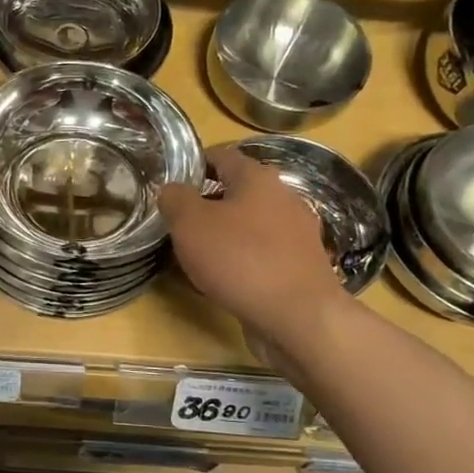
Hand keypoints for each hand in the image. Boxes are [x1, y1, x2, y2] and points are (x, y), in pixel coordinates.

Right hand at [159, 146, 347, 330]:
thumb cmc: (239, 259)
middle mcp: (284, 198)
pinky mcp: (302, 266)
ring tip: (198, 254)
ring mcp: (298, 234)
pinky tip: (226, 278)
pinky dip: (243, 260)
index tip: (171, 183)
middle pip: (238, 191)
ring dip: (226, 234)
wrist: (299, 317)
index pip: (222, 155)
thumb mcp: (190, 224)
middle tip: (179, 223)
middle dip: (208, 204)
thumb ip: (175, 199)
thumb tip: (172, 189)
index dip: (194, 164)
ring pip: (251, 224)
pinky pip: (264, 253)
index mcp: (258, 178)